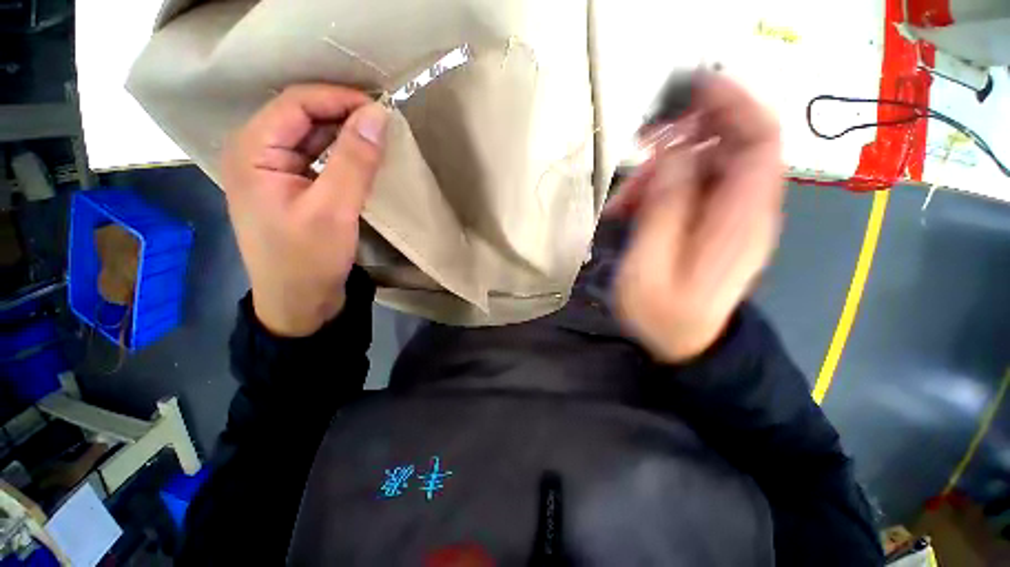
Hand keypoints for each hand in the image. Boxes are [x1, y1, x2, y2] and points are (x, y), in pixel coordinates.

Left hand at [222, 84, 388, 336]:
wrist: (299, 303)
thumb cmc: (308, 260)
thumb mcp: (334, 210)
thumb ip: (355, 160)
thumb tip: (378, 115)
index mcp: (252, 150)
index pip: (297, 103)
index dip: (340, 99)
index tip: (381, 109)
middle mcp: (256, 152)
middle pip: (302, 116)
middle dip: (344, 114)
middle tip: (385, 122)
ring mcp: (272, 171)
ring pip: (311, 137)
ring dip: (345, 134)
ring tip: (379, 136)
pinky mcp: (290, 187)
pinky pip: (317, 158)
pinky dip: (342, 154)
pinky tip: (363, 158)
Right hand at [608, 74, 784, 361]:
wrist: (687, 345)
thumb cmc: (665, 315)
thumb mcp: (651, 264)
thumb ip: (664, 205)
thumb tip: (672, 150)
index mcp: (742, 216)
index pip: (758, 136)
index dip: (731, 101)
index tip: (691, 86)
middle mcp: (746, 207)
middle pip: (728, 144)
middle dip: (684, 136)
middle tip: (639, 148)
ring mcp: (730, 216)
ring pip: (703, 167)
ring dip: (661, 172)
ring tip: (623, 202)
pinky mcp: (712, 225)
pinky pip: (691, 189)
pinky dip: (660, 190)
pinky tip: (632, 210)